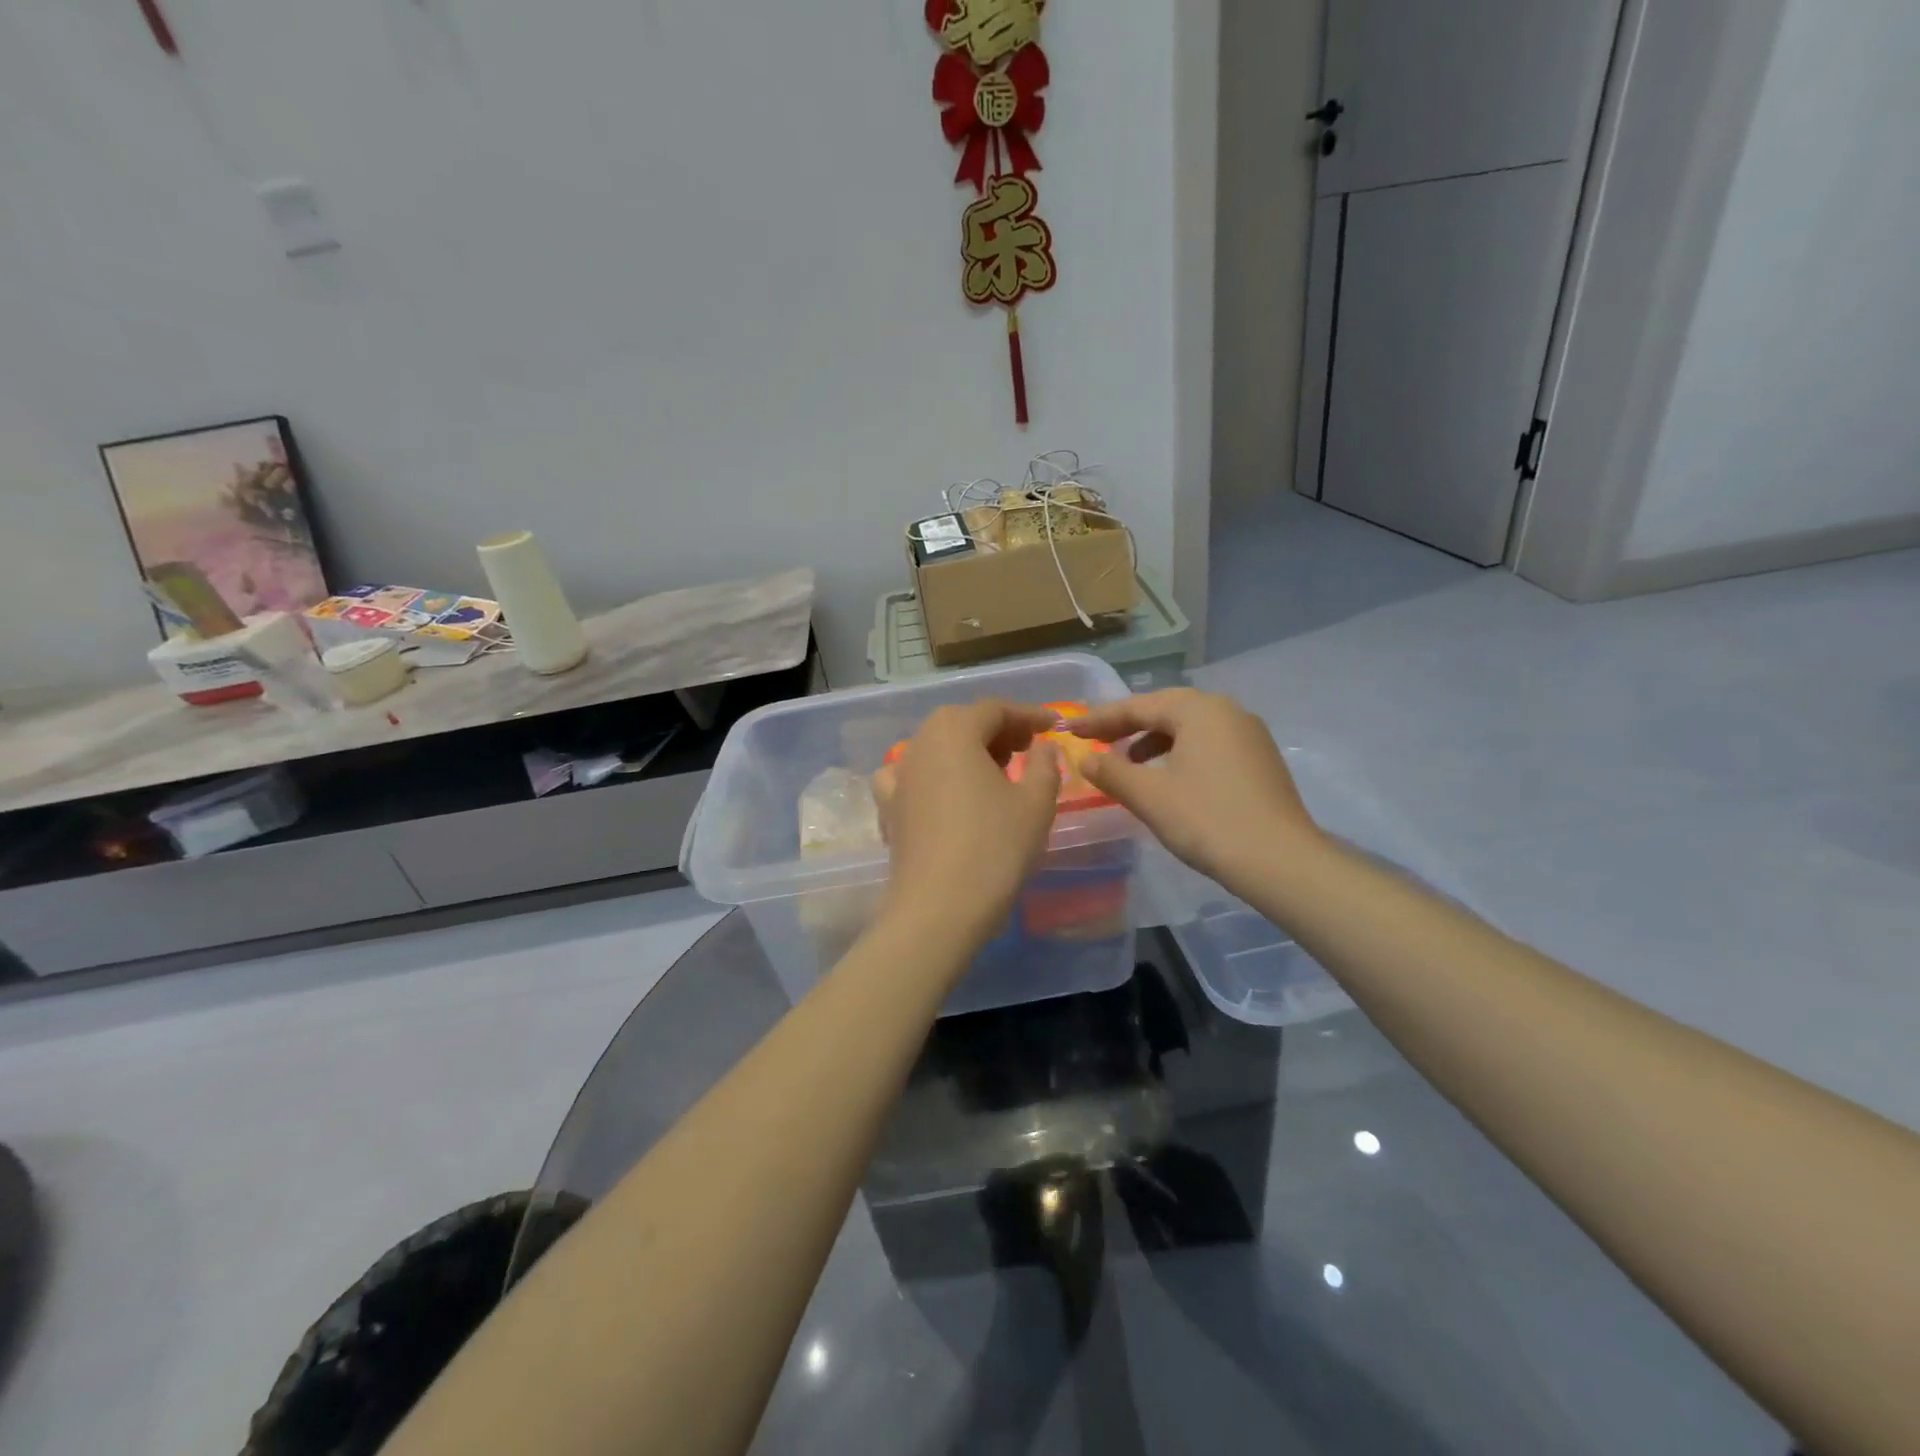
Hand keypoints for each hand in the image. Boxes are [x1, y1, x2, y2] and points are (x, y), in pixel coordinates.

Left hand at [874, 701, 1061, 943]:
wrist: (939, 907)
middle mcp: (920, 743)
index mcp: (955, 731)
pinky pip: (912, 777)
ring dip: (967, 751)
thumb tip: (1041, 745)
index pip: (996, 709)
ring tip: (995, 772)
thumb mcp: (1036, 802)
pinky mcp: (889, 807)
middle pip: (962, 723)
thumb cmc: (995, 847)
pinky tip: (944, 793)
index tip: (1054, 726)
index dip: (1028, 715)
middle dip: (998, 730)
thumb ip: (1043, 763)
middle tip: (1027, 748)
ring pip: (937, 747)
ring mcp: (899, 775)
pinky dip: (933, 776)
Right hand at [1067, 689, 1320, 889]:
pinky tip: (1169, 777)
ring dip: (1154, 739)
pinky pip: (1209, 743)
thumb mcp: (1150, 796)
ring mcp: (1249, 734)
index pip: (1138, 706)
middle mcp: (1227, 710)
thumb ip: (1111, 772)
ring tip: (1129, 761)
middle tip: (1096, 739)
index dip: (1100, 719)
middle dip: (1127, 725)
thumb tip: (1086, 759)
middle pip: (1166, 709)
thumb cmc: (1208, 820)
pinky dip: (1181, 751)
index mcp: (1199, 710)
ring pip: (1190, 726)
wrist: (1281, 861)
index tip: (1070, 730)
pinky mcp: (1260, 759)